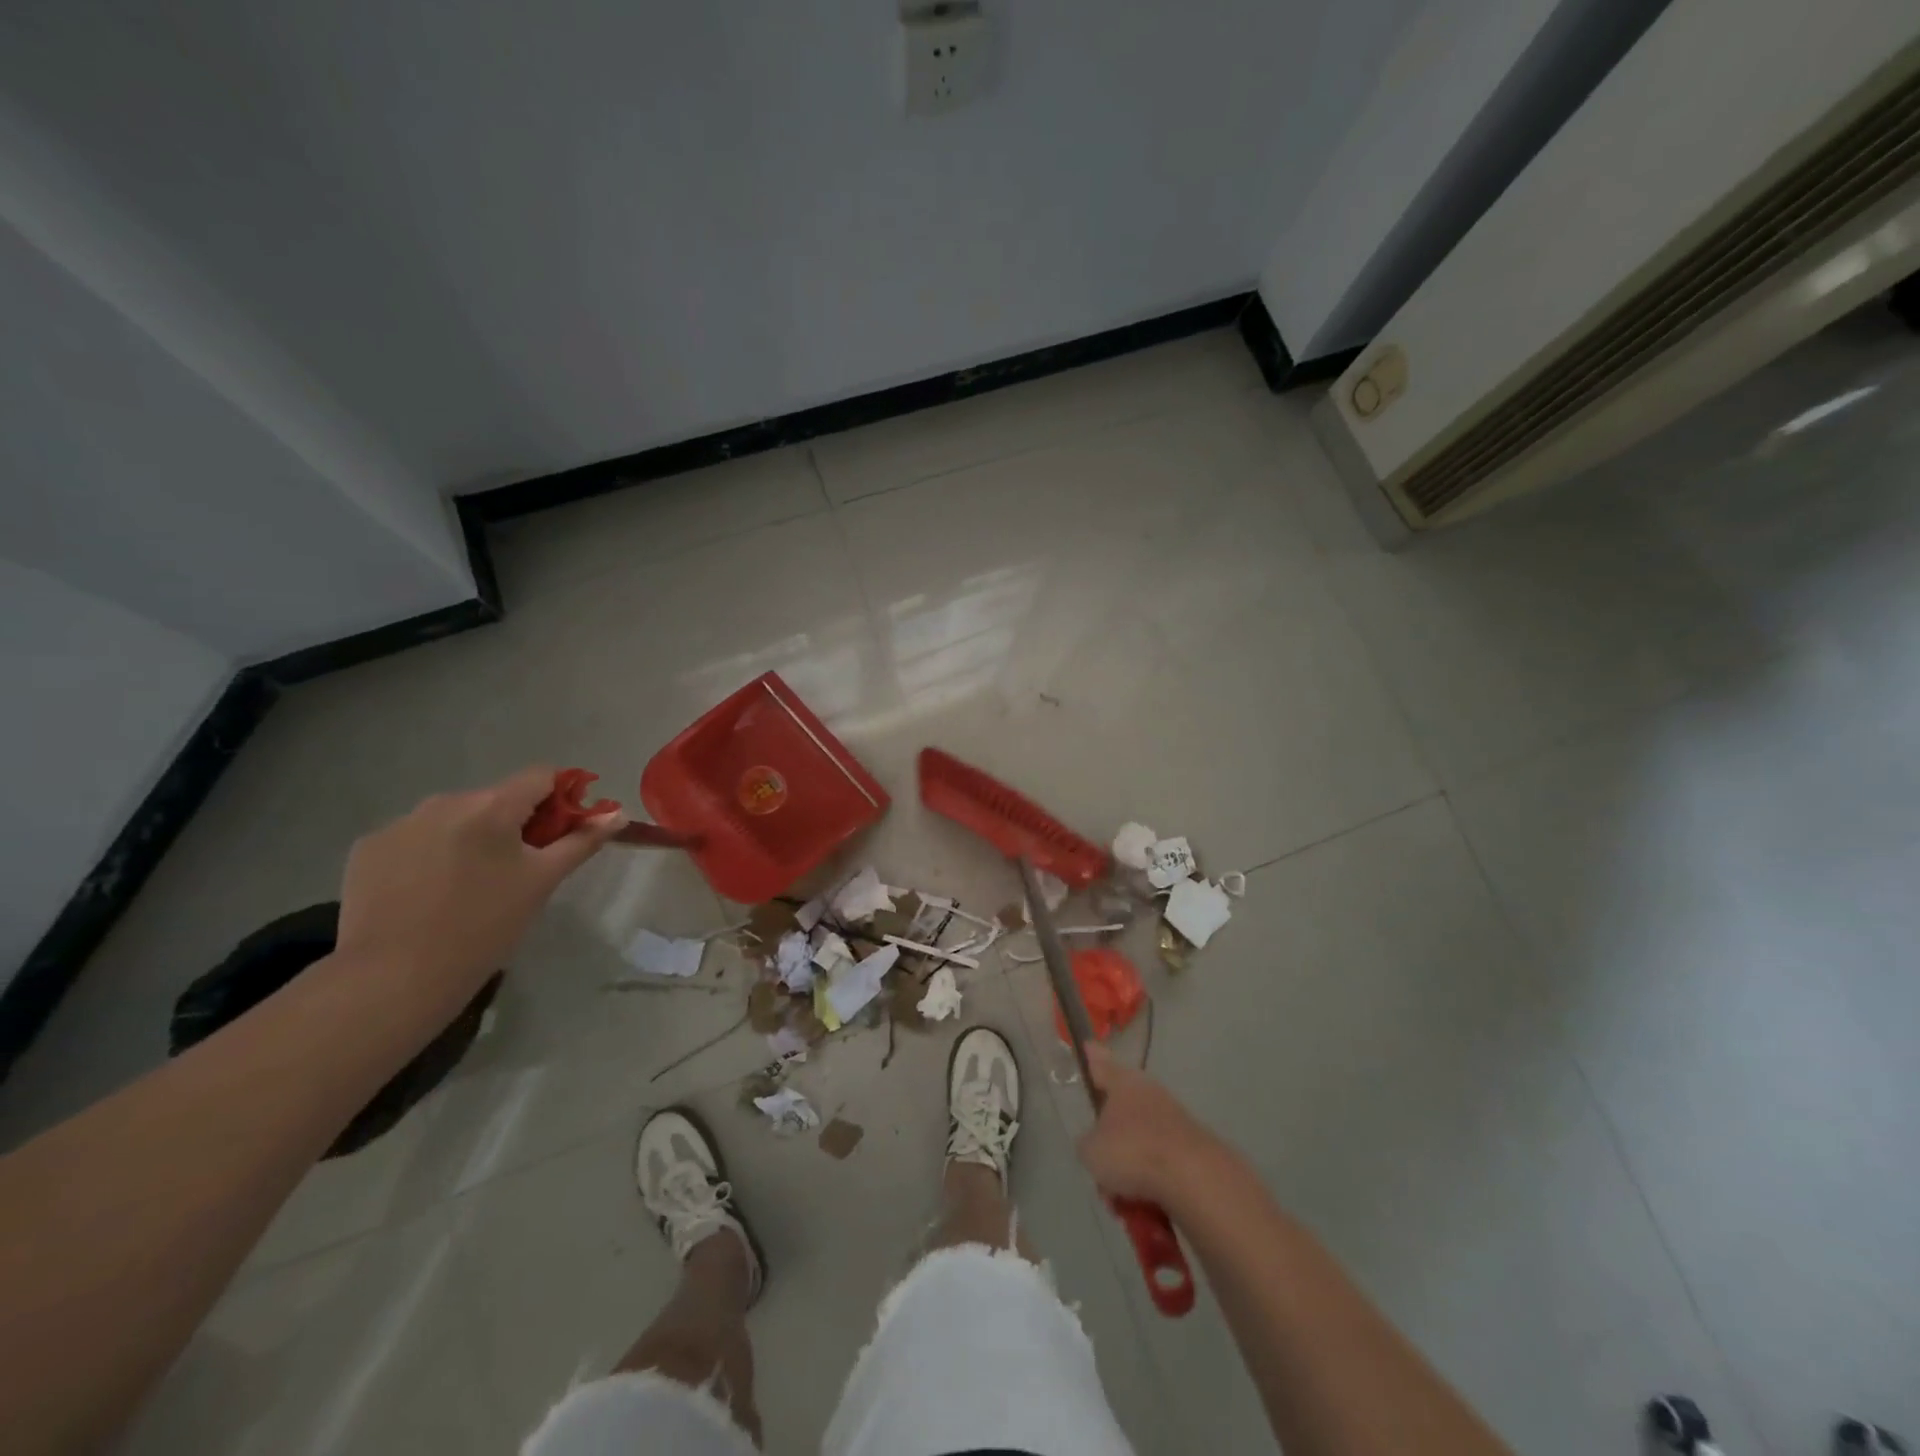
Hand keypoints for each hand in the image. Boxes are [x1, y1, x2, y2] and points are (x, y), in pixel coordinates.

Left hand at [334, 766, 626, 999]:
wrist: (393, 978)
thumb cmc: (484, 927)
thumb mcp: (542, 882)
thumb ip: (582, 841)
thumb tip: (617, 813)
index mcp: (492, 806)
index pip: (541, 777)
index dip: (560, 799)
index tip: (561, 833)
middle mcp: (444, 801)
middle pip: (496, 799)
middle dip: (514, 824)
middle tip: (517, 870)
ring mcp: (400, 823)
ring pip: (454, 818)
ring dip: (471, 837)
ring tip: (468, 885)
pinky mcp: (367, 848)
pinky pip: (415, 837)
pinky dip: (430, 854)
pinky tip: (427, 892)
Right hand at [1077, 1042, 1223, 1204]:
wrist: (1194, 1179)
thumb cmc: (1132, 1152)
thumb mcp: (1091, 1150)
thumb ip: (1087, 1143)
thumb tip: (1096, 1144)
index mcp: (1123, 1083)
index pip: (1100, 1064)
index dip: (1091, 1058)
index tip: (1087, 1047)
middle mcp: (1149, 1094)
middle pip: (1120, 1115)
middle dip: (1109, 1148)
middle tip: (1101, 1175)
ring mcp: (1174, 1121)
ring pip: (1139, 1147)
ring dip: (1128, 1175)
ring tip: (1121, 1204)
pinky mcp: (1192, 1150)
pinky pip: (1159, 1167)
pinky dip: (1149, 1187)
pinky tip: (1144, 1211)